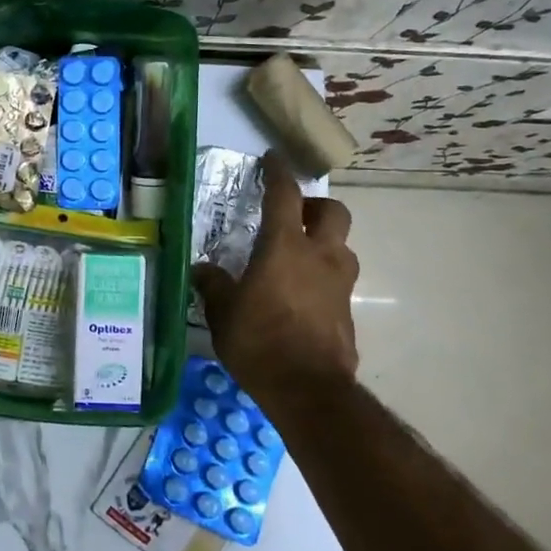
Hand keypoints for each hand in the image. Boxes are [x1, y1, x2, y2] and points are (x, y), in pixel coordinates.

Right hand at [192, 151, 359, 400]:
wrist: (309, 391)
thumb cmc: (260, 341)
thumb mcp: (222, 313)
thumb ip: (214, 285)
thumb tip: (202, 270)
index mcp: (285, 246)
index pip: (284, 195)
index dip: (278, 173)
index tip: (273, 159)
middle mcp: (320, 257)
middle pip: (334, 213)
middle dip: (316, 208)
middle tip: (295, 218)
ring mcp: (339, 285)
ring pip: (343, 248)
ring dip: (325, 244)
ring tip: (299, 259)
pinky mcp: (348, 313)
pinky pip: (339, 283)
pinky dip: (324, 280)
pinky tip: (302, 299)